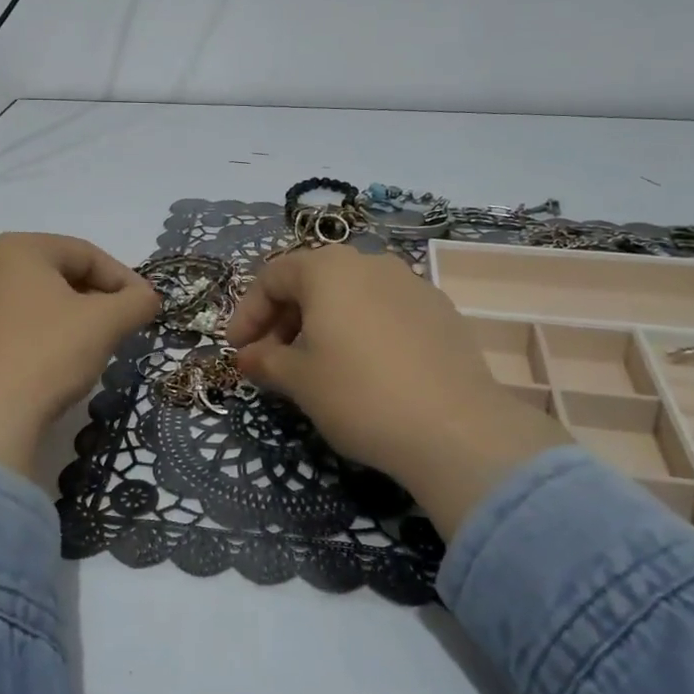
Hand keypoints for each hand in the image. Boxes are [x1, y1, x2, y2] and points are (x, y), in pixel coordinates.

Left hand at [0, 233, 159, 480]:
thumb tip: (148, 298)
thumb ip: (136, 302)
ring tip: (94, 348)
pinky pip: (13, 330)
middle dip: (97, 299)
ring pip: (36, 304)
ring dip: (71, 320)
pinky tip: (56, 368)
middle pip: (58, 276)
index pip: (86, 254)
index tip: (146, 306)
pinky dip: (42, 340)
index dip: (124, 279)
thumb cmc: (48, 354)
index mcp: (17, 249)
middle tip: (123, 326)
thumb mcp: (105, 323)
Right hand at [227, 246, 569, 532]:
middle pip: (312, 281)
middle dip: (284, 318)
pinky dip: (361, 331)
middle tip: (272, 358)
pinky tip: (365, 369)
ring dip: (322, 324)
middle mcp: (370, 263)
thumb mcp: (298, 379)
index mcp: (328, 268)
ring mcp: (411, 284)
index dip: (247, 313)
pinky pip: (385, 311)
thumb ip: (265, 360)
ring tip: (316, 365)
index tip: (238, 350)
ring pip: (351, 295)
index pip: (272, 277)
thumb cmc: (358, 394)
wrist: (455, 430)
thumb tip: (249, 357)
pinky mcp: (441, 312)